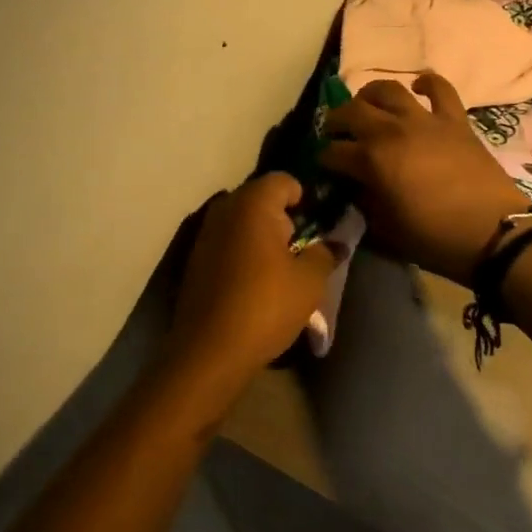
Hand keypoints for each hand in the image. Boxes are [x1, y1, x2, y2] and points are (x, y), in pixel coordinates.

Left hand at [167, 174, 334, 384]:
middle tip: (303, 248)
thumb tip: (335, 242)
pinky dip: (244, 250)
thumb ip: (326, 253)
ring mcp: (206, 231)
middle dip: (284, 217)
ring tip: (281, 268)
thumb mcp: (310, 281)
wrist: (210, 350)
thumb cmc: (266, 306)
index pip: (285, 181)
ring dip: (263, 235)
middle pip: (262, 198)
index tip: (319, 226)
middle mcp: (225, 207)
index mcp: (253, 203)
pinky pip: (228, 240)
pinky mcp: (196, 256)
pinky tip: (255, 281)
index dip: (306, 199)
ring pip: (243, 220)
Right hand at [321, 74, 524, 283]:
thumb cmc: (435, 239)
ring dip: (370, 95)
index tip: (325, 168)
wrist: (495, 234)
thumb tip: (353, 188)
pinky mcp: (454, 119)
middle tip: (336, 133)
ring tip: (367, 106)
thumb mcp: (386, 231)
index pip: (333, 152)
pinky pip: (440, 88)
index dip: (324, 160)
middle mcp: (391, 130)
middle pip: (351, 111)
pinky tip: (417, 88)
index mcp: (371, 160)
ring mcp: (424, 120)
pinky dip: (426, 83)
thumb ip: (363, 204)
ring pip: (387, 89)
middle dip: (336, 121)